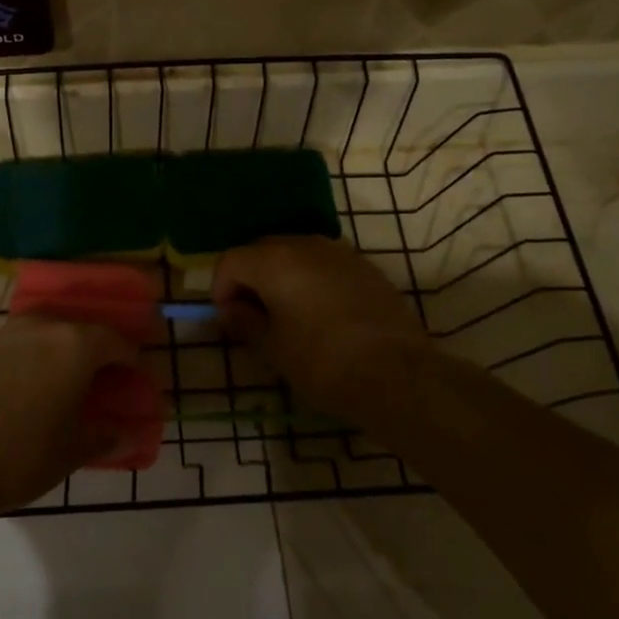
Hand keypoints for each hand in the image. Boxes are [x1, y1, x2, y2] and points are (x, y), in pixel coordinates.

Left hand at [0, 316, 137, 517]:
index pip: (115, 341)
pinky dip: (24, 361)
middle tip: (99, 380)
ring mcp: (0, 333)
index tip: (134, 379)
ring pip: (41, 333)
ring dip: (55, 352)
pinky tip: (16, 392)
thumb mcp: (70, 453)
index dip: (131, 360)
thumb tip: (125, 432)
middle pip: (77, 329)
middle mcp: (39, 327)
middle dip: (93, 351)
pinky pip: (11, 347)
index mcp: (73, 345)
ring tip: (57, 384)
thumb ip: (104, 436)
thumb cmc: (18, 456)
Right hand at [213, 236, 432, 424]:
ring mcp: (339, 252)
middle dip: (250, 279)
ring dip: (282, 277)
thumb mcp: (273, 348)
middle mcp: (305, 244)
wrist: (397, 374)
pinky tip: (320, 314)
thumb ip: (245, 322)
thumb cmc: (322, 362)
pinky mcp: (366, 267)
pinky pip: (324, 265)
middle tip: (253, 316)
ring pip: (296, 255)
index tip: (228, 319)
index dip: (221, 289)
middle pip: (262, 251)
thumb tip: (231, 310)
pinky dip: (311, 280)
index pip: (231, 261)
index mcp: (274, 260)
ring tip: (287, 315)